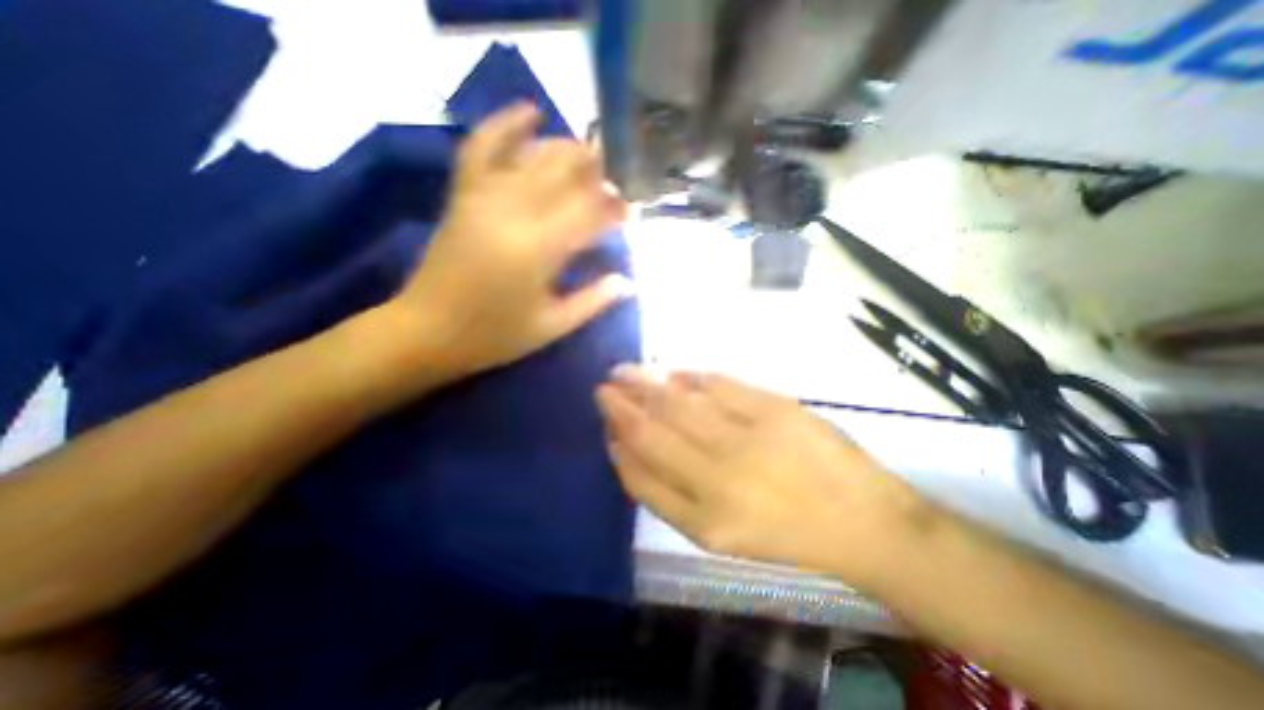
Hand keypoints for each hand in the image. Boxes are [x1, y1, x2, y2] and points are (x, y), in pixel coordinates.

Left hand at [384, 99, 632, 382]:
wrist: (427, 331)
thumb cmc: (494, 335)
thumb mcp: (551, 326)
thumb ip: (593, 301)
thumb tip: (628, 283)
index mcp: (540, 250)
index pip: (590, 213)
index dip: (615, 209)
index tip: (629, 213)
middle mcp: (515, 213)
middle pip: (566, 174)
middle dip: (598, 172)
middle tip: (616, 181)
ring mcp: (486, 198)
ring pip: (534, 156)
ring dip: (568, 150)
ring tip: (590, 155)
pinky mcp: (464, 195)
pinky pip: (482, 147)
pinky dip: (506, 124)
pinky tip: (530, 111)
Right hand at [595, 368, 936, 585]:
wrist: (860, 518)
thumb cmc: (784, 531)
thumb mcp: (719, 532)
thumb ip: (670, 494)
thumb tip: (632, 448)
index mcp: (704, 521)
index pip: (640, 477)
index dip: (617, 448)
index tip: (606, 427)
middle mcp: (717, 479)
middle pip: (650, 433)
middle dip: (619, 407)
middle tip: (603, 387)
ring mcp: (745, 439)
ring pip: (676, 404)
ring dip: (643, 384)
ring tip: (624, 372)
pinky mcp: (773, 408)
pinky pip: (716, 384)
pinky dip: (688, 376)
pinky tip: (672, 373)